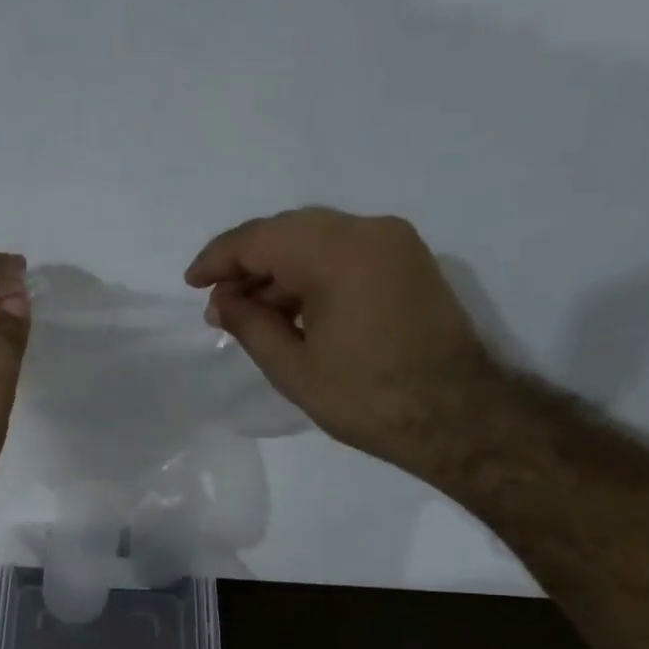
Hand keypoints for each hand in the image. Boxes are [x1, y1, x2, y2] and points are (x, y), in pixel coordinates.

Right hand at [186, 207, 501, 469]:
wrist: (457, 417)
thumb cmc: (367, 398)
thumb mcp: (293, 368)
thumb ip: (250, 325)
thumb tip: (222, 302)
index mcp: (338, 254)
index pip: (261, 238)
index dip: (219, 259)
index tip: (192, 283)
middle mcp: (369, 232)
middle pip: (289, 231)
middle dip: (248, 264)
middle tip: (220, 303)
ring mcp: (395, 244)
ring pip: (318, 241)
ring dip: (280, 271)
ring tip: (250, 314)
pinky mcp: (409, 263)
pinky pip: (346, 254)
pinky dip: (311, 275)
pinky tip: (291, 310)